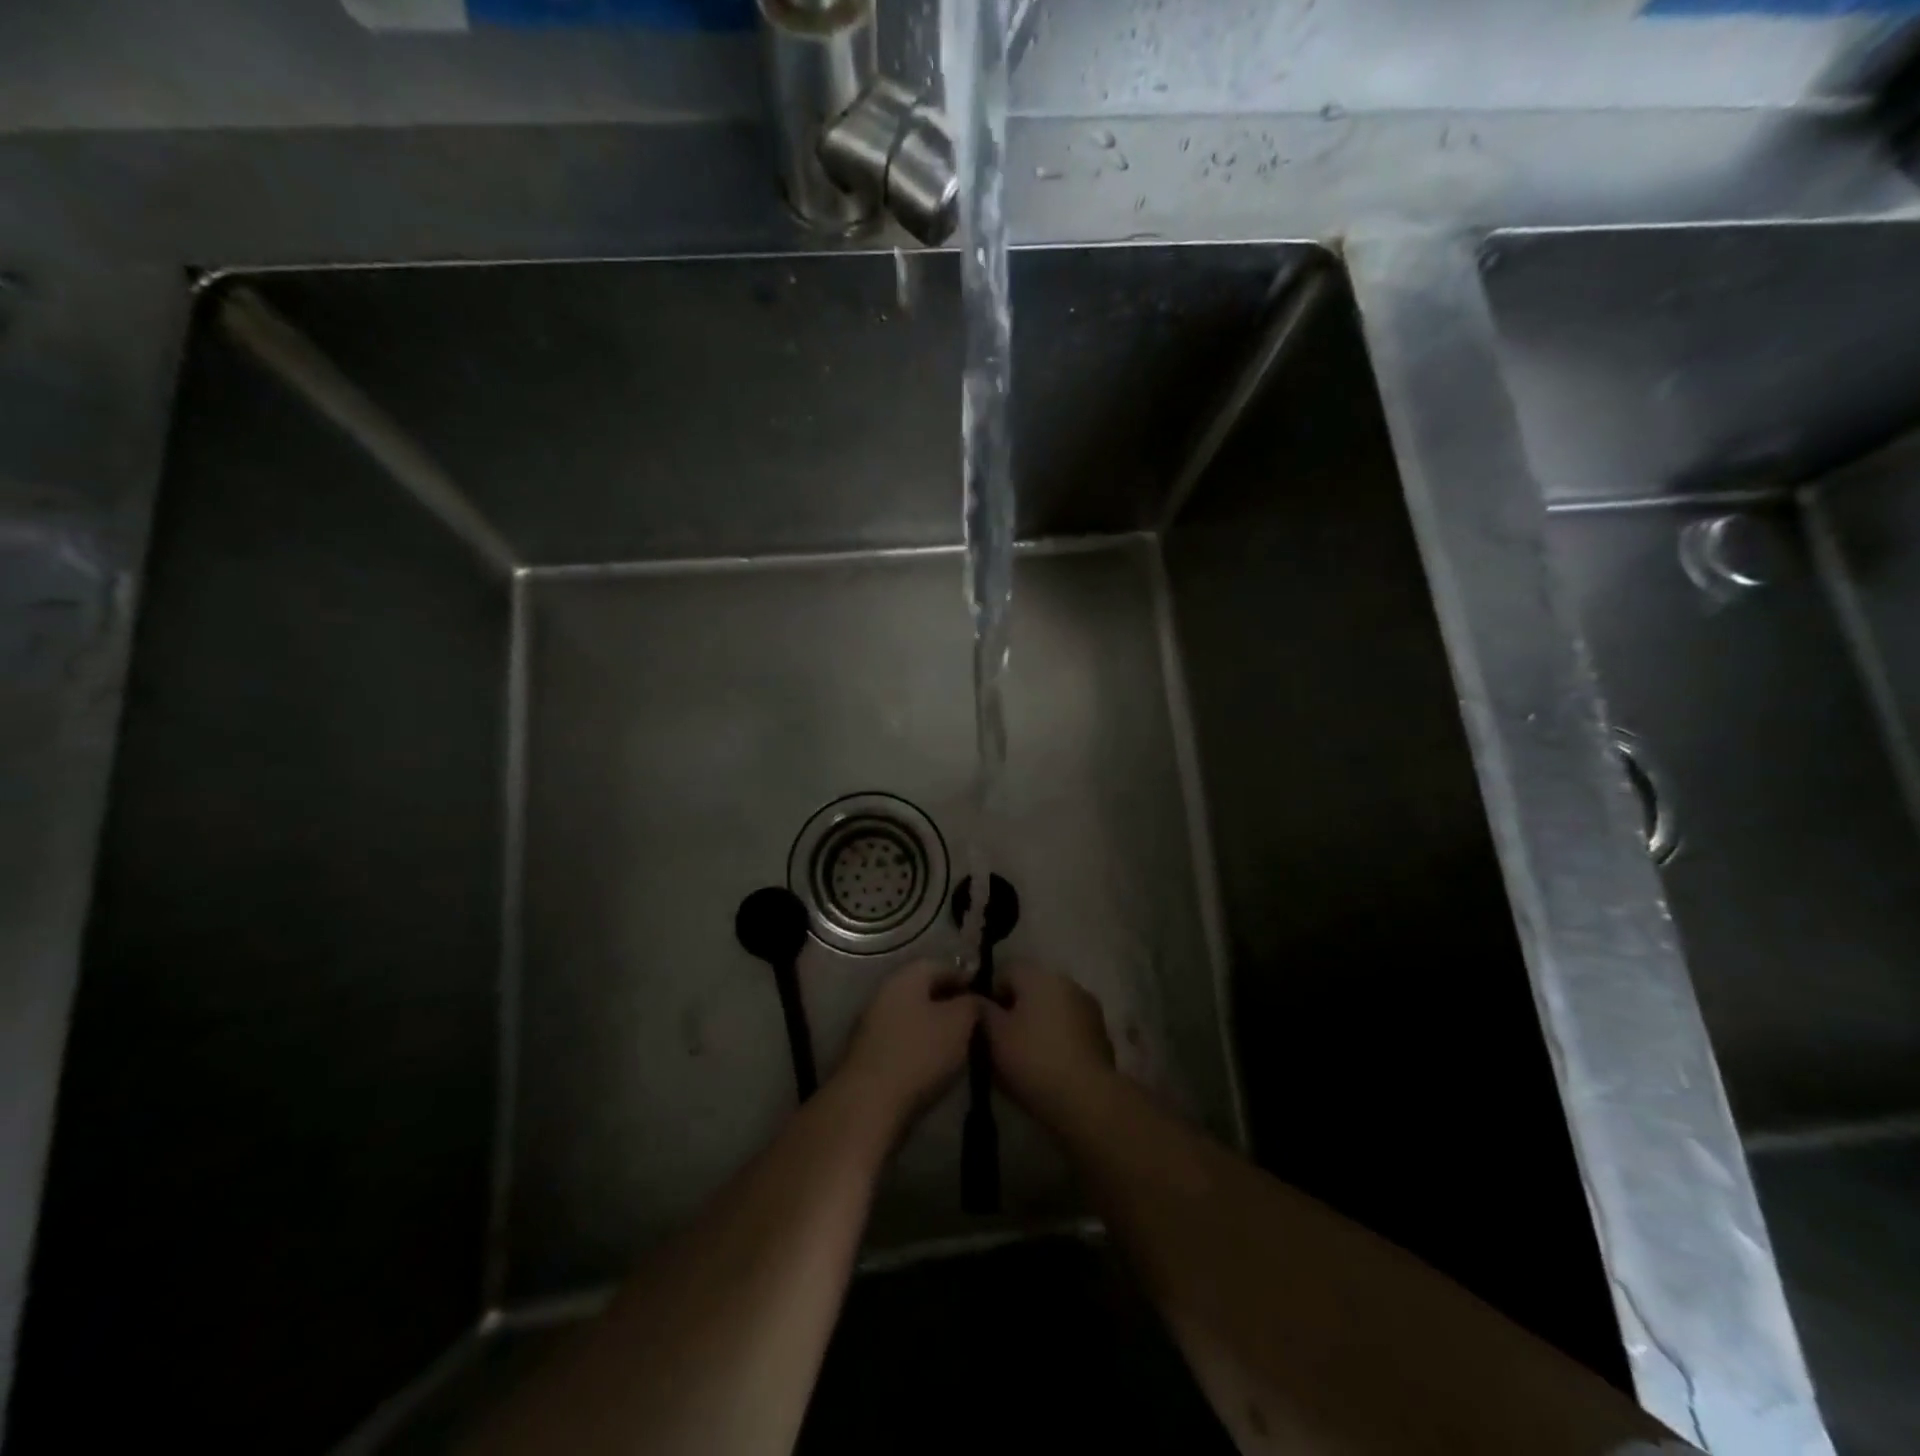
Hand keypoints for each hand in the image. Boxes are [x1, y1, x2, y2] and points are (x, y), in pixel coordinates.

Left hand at [835, 960, 979, 1131]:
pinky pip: (902, 1039)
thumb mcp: (960, 1023)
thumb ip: (973, 1003)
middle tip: (975, 1021)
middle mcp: (885, 992)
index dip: (966, 977)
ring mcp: (872, 1023)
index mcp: (906, 977)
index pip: (941, 965)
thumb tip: (976, 998)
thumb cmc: (919, 1053)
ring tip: (960, 1045)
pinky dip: (920, 1045)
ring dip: (935, 1025)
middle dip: (950, 1002)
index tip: (986, 996)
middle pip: (924, 990)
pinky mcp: (868, 1053)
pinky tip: (935, 1063)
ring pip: (913, 1015)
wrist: (870, 1103)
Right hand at [981, 964, 1115, 1127]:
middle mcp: (1066, 982)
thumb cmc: (1033, 1060)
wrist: (1086, 1098)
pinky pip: (1070, 1027)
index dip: (990, 995)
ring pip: (1052, 1007)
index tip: (984, 1024)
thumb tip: (977, 1000)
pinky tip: (1050, 1064)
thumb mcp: (994, 1036)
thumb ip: (982, 1011)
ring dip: (1038, 1023)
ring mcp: (1088, 1006)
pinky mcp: (1101, 1032)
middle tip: (1002, 1041)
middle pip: (1031, 988)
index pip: (1005, 972)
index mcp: (1039, 976)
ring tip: (1026, 1055)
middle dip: (1016, 1009)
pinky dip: (1058, 1037)